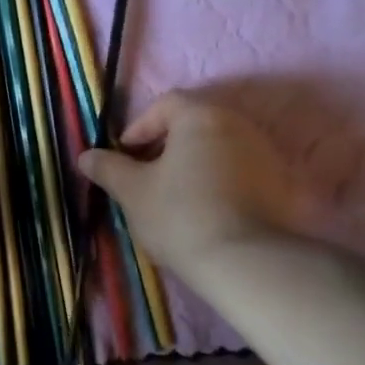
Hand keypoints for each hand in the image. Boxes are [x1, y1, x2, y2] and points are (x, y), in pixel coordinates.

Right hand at [77, 91, 294, 274]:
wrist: (242, 259)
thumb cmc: (179, 214)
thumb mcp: (132, 192)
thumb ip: (108, 168)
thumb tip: (86, 156)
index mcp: (201, 116)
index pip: (165, 104)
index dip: (139, 127)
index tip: (124, 156)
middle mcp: (239, 123)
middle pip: (195, 124)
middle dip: (166, 145)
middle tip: (145, 176)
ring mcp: (265, 152)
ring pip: (218, 148)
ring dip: (193, 164)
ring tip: (173, 196)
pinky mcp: (279, 183)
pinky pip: (239, 171)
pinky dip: (218, 181)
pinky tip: (204, 210)